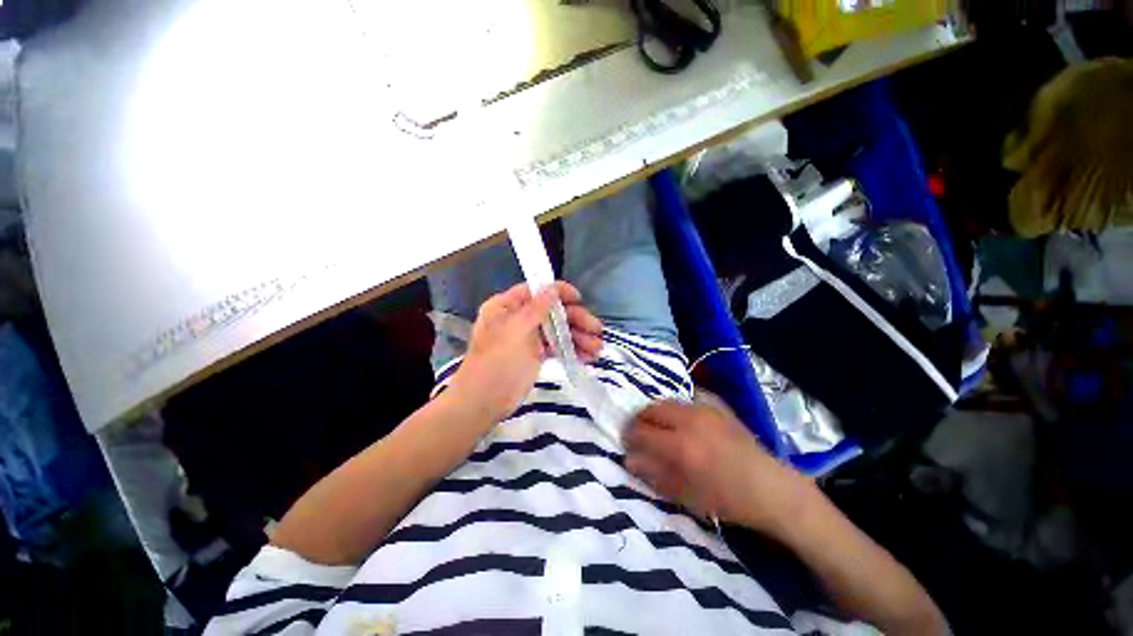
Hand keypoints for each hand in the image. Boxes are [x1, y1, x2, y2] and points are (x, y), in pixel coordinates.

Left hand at [449, 281, 602, 424]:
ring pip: (557, 330)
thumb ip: (535, 309)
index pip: (535, 291)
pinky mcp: (536, 355)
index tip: (578, 299)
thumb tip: (552, 288)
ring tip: (597, 348)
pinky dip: (572, 350)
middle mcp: (518, 318)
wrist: (483, 403)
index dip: (558, 291)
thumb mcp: (515, 332)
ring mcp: (528, 337)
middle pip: (552, 311)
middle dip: (576, 320)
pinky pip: (557, 347)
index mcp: (506, 307)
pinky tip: (588, 357)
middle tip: (596, 330)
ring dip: (579, 337)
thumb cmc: (497, 364)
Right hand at [623, 398, 814, 537]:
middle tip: (638, 432)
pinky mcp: (717, 405)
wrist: (770, 487)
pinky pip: (687, 397)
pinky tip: (680, 418)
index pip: (641, 432)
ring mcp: (704, 409)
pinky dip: (677, 406)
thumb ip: (654, 474)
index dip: (629, 436)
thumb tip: (628, 459)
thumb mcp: (686, 495)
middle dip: (639, 420)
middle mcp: (689, 421)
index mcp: (681, 447)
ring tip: (658, 425)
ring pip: (666, 401)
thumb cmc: (727, 499)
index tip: (626, 442)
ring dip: (656, 412)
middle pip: (651, 410)